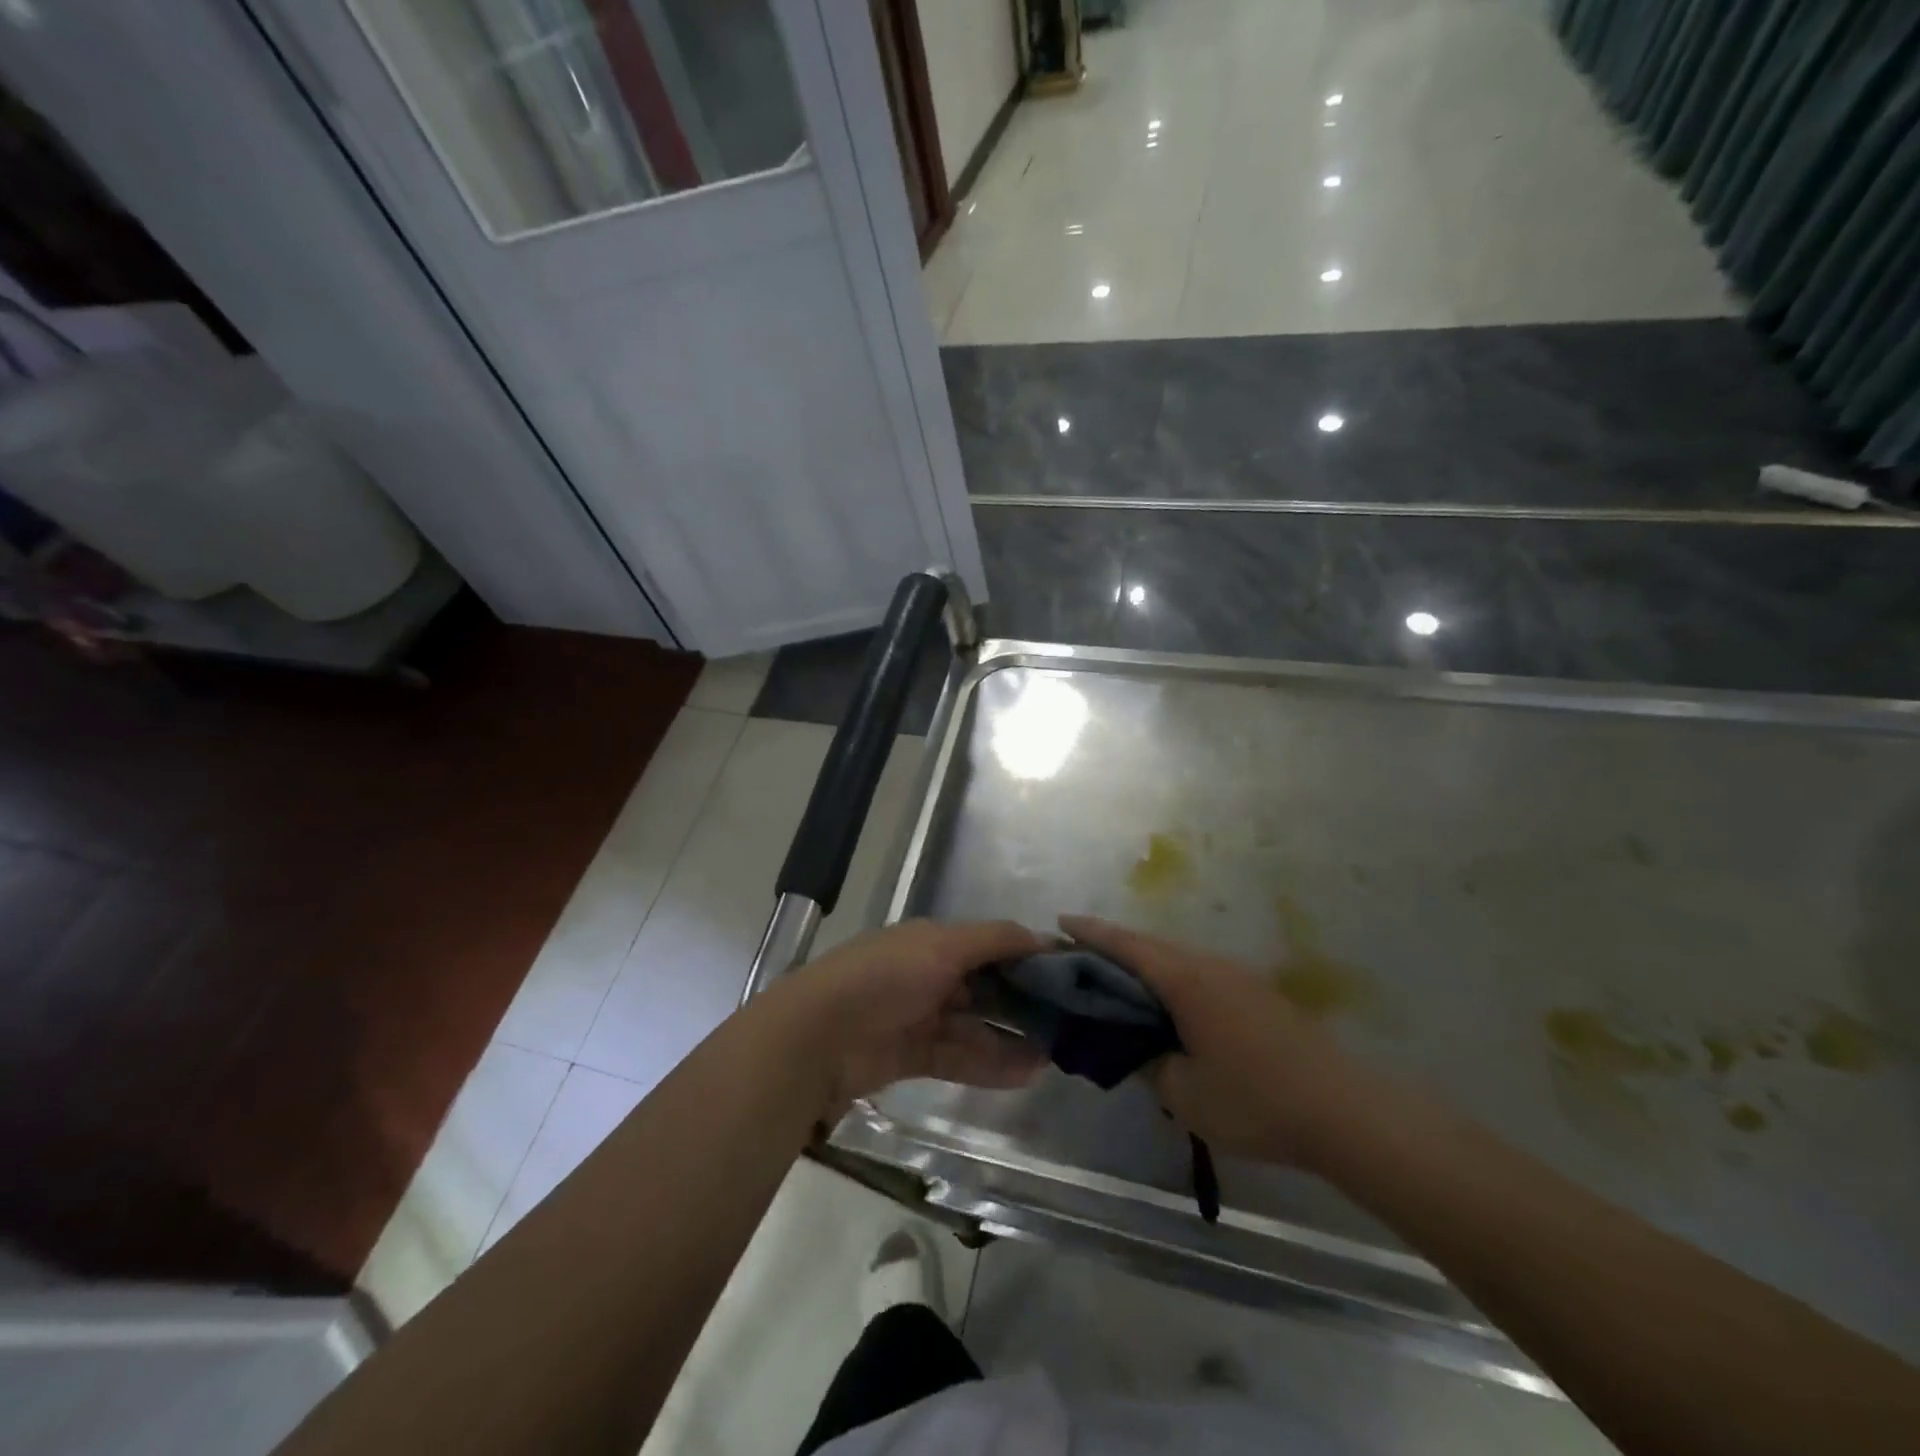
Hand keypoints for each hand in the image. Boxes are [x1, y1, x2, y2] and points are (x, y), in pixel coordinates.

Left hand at [778, 919, 1050, 1115]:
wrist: (818, 1035)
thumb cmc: (885, 977)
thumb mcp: (941, 946)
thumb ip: (993, 940)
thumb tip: (1042, 936)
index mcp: (933, 942)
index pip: (990, 945)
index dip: (1027, 957)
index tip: (1069, 974)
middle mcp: (929, 974)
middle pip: (986, 987)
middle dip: (1025, 1001)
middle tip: (1070, 1020)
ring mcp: (920, 1016)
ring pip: (976, 1026)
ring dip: (1013, 1038)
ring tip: (1056, 1054)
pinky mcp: (912, 1055)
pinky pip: (960, 1057)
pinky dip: (991, 1064)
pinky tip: (1027, 1073)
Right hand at [1060, 915, 1362, 1166]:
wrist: (1344, 1111)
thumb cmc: (1255, 1099)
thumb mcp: (1185, 1093)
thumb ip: (1149, 1063)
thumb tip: (1137, 1047)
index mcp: (1186, 980)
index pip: (1127, 946)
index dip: (1091, 932)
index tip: (1060, 921)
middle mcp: (1209, 965)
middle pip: (1150, 945)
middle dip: (1112, 945)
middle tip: (1078, 954)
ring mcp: (1237, 977)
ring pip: (1177, 958)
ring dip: (1144, 962)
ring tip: (1116, 979)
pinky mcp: (1256, 994)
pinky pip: (1198, 973)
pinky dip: (1170, 978)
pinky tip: (1166, 1003)